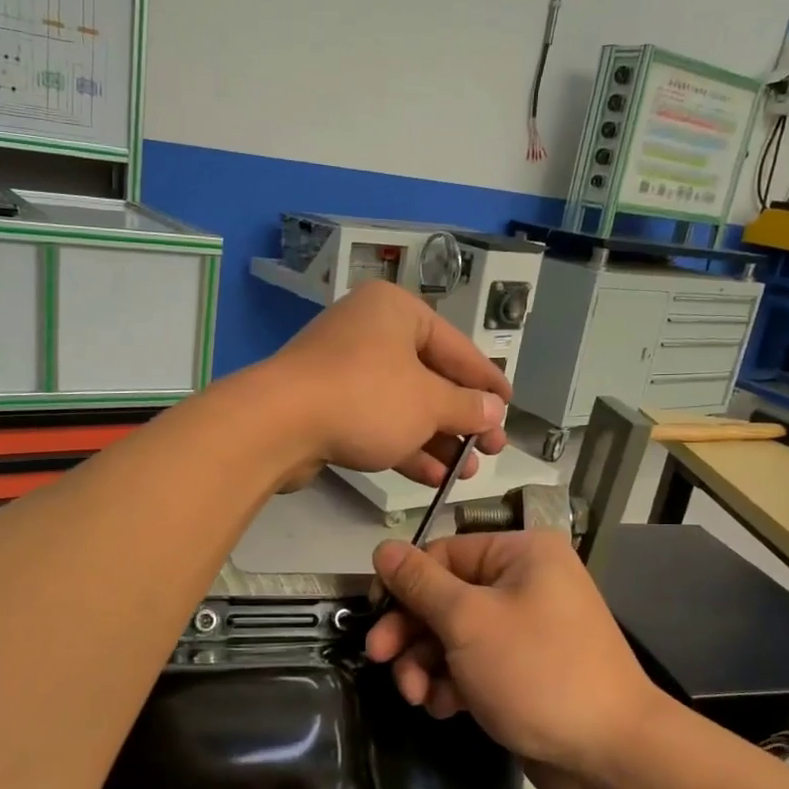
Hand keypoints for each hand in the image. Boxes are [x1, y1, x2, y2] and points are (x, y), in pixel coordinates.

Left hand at [263, 281, 510, 487]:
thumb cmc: (366, 398)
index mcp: (397, 312)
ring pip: (403, 405)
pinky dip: (404, 446)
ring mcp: (344, 370)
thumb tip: (494, 411)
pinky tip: (433, 476)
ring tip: (467, 472)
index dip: (486, 380)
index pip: (457, 346)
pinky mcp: (326, 405)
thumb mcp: (428, 402)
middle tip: (491, 450)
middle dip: (462, 419)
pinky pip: (376, 422)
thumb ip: (466, 407)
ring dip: (437, 440)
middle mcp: (370, 332)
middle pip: (429, 378)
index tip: (510, 406)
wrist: (278, 425)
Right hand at [364, 532, 669, 788]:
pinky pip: (475, 664)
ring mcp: (527, 629)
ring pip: (455, 635)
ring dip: (427, 664)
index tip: (373, 615)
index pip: (443, 554)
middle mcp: (526, 583)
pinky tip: (444, 708)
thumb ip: (419, 583)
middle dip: (411, 631)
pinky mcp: (524, 670)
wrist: (612, 756)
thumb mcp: (468, 621)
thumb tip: (383, 548)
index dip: (404, 584)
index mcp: (521, 554)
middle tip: (379, 660)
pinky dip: (453, 683)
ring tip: (417, 696)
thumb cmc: (537, 672)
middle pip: (446, 597)